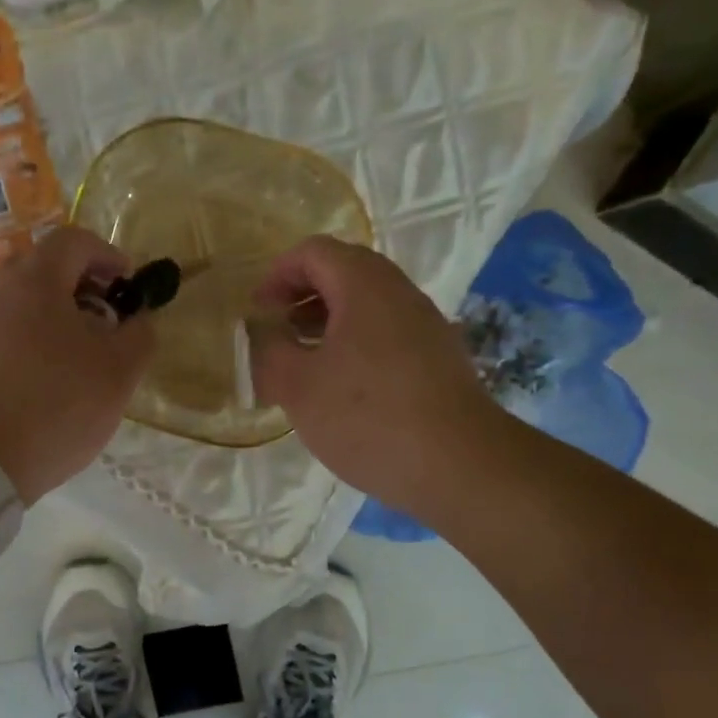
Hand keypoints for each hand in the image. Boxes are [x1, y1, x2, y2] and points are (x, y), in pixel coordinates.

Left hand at [0, 227, 154, 504]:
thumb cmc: (56, 407)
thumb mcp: (119, 374)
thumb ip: (139, 335)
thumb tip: (137, 319)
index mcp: (34, 281)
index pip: (74, 241)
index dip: (108, 255)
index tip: (128, 286)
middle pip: (45, 270)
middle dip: (83, 289)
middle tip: (107, 325)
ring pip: (21, 303)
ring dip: (55, 318)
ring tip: (77, 359)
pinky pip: (2, 333)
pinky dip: (29, 341)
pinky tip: (43, 381)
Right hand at [250, 236, 501, 523]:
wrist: (458, 465)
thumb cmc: (367, 417)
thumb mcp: (298, 386)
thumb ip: (270, 349)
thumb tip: (265, 330)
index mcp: (364, 285)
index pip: (313, 252)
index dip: (277, 275)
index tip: (258, 313)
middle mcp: (400, 293)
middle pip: (343, 273)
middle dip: (301, 297)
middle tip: (276, 334)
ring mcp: (425, 325)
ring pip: (366, 305)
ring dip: (327, 323)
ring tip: (302, 363)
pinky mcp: (438, 358)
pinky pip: (386, 333)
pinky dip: (354, 345)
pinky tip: (341, 388)